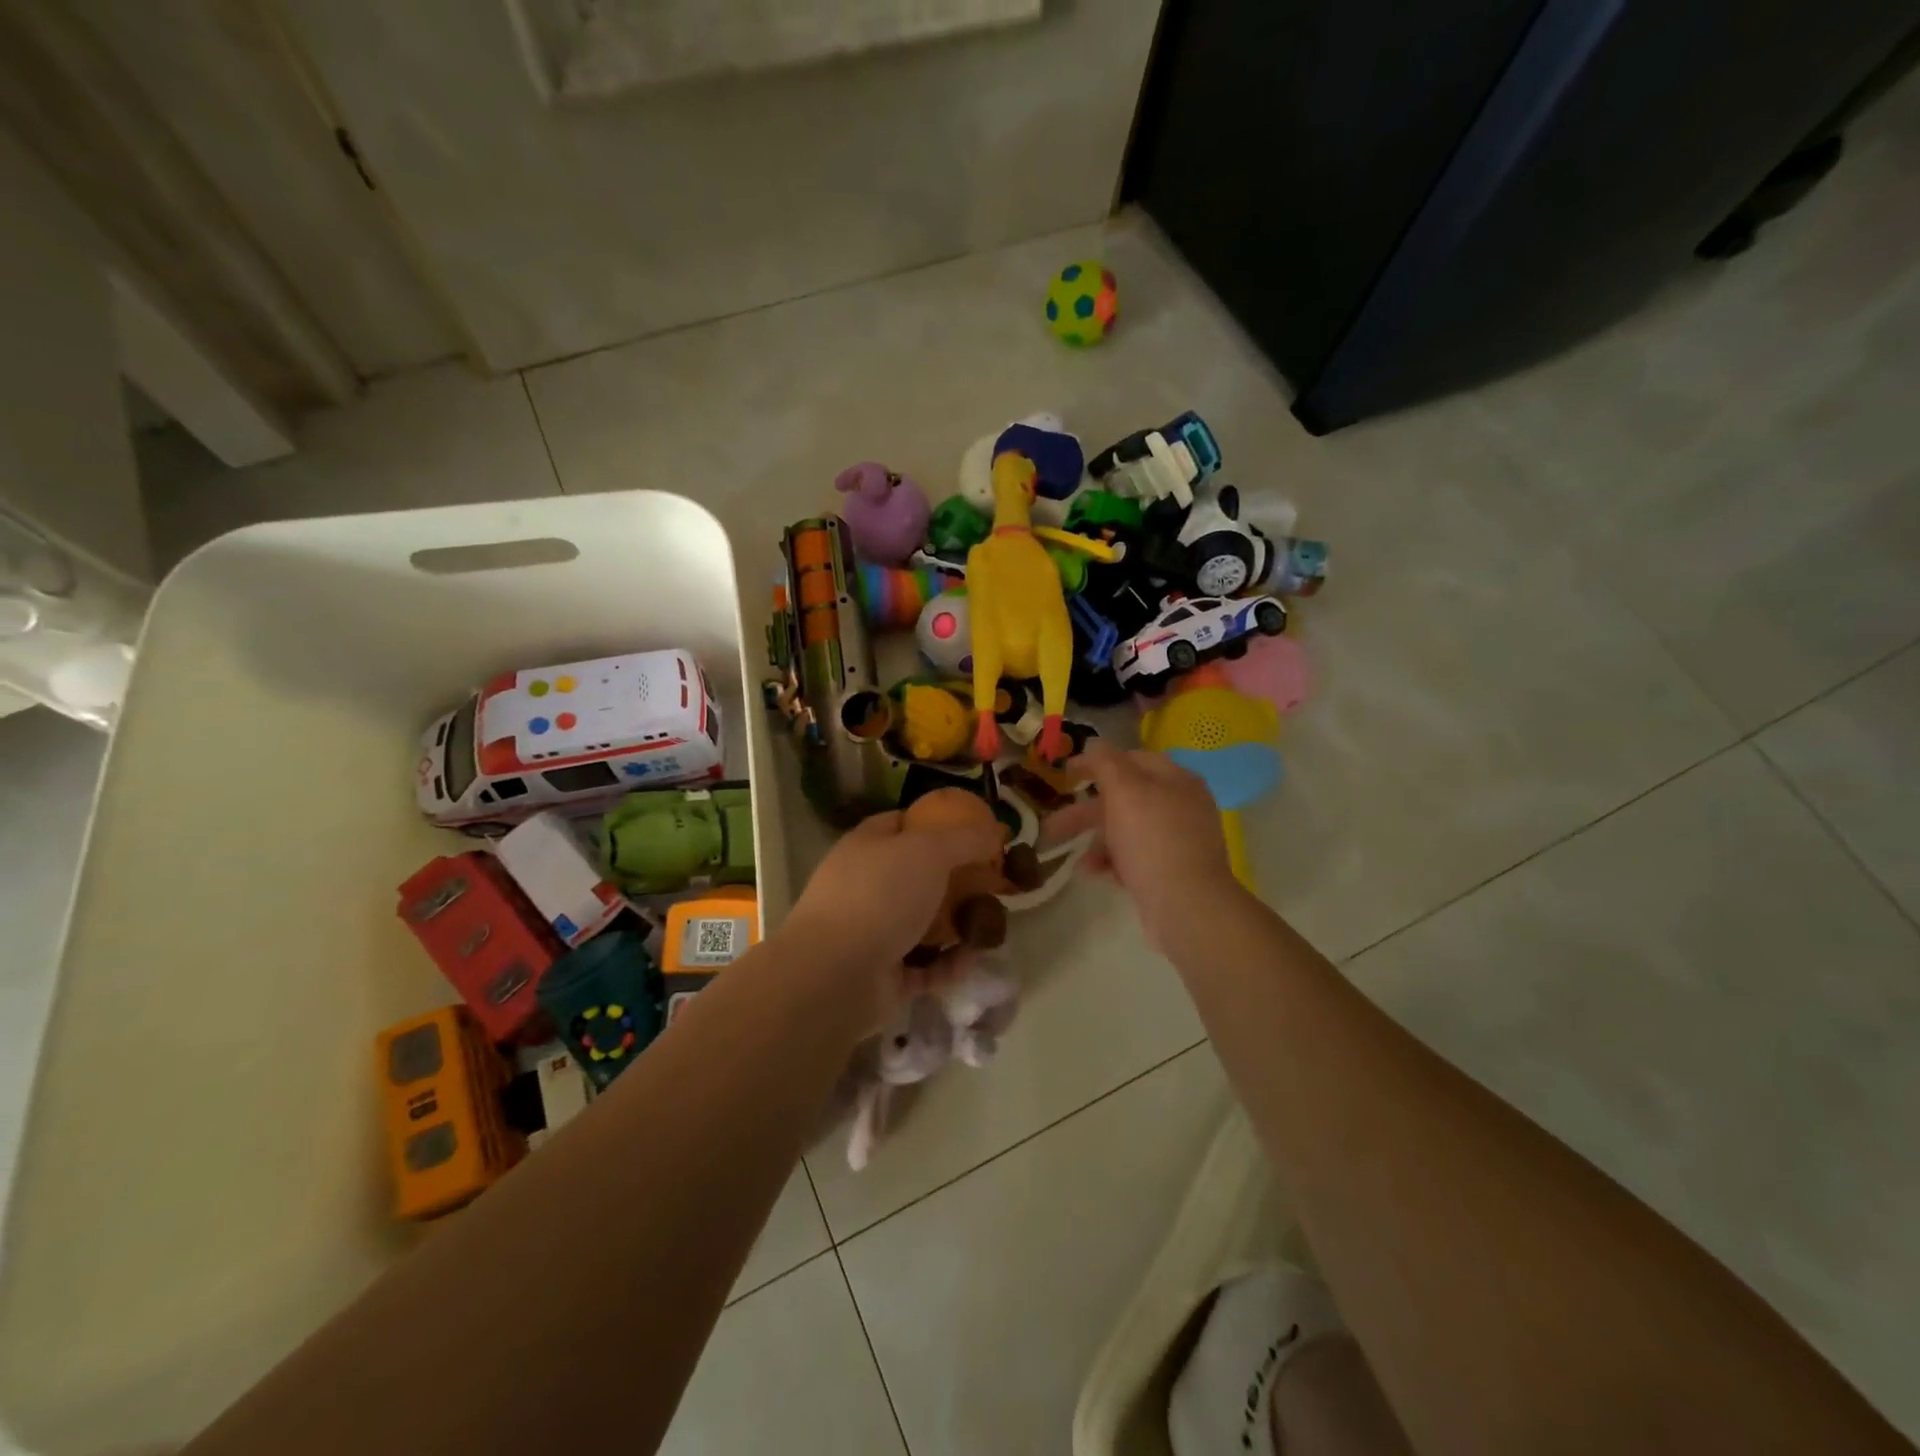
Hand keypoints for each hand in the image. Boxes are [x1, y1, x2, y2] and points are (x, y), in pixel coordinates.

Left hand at [776, 808, 1004, 1029]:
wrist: (836, 975)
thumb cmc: (880, 896)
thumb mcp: (929, 850)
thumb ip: (965, 838)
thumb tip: (994, 831)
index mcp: (867, 847)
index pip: (902, 824)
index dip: (937, 824)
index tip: (974, 832)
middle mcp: (867, 886)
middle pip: (920, 876)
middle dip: (958, 881)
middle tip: (995, 884)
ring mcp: (874, 932)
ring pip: (926, 923)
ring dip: (959, 925)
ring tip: (992, 925)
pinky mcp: (885, 976)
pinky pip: (927, 965)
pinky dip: (949, 963)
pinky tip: (973, 958)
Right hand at [1044, 744, 1245, 952]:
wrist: (1187, 905)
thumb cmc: (1152, 840)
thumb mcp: (1124, 791)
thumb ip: (1105, 762)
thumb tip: (1093, 744)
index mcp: (1176, 779)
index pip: (1132, 759)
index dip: (1097, 763)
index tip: (1065, 774)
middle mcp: (1182, 805)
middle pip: (1126, 798)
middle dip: (1088, 811)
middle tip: (1055, 824)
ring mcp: (1179, 840)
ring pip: (1128, 830)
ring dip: (1098, 841)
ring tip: (1078, 859)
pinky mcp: (1172, 870)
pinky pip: (1136, 857)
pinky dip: (1114, 861)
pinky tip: (1096, 873)